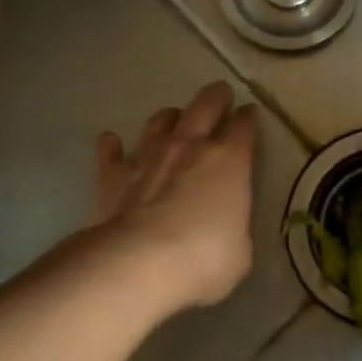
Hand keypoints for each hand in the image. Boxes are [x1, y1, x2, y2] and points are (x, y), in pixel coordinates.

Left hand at [90, 82, 258, 312]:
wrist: (136, 265)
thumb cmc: (203, 259)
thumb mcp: (240, 250)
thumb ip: (236, 227)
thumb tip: (228, 228)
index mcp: (230, 160)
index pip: (245, 125)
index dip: (249, 118)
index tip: (250, 116)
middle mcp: (190, 146)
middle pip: (206, 104)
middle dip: (216, 97)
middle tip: (220, 95)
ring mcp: (149, 155)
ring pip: (160, 120)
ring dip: (169, 118)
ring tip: (173, 121)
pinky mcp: (113, 175)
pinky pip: (111, 152)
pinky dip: (112, 146)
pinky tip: (111, 143)